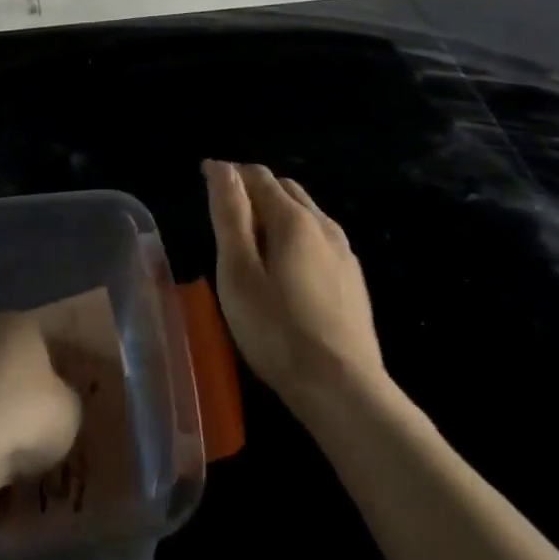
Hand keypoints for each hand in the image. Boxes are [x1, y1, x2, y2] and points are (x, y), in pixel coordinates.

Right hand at [204, 159, 387, 415]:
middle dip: (254, 188)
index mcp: (292, 219)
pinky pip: (320, 238)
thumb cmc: (278, 331)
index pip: (257, 175)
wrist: (345, 391)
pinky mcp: (354, 279)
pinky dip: (297, 235)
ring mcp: (344, 252)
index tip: (204, 177)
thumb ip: (230, 216)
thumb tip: (222, 168)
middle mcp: (323, 224)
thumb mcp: (239, 272)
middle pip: (285, 188)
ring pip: (306, 212)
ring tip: (253, 238)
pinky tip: (287, 266)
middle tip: (226, 211)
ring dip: (277, 211)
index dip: (229, 172)